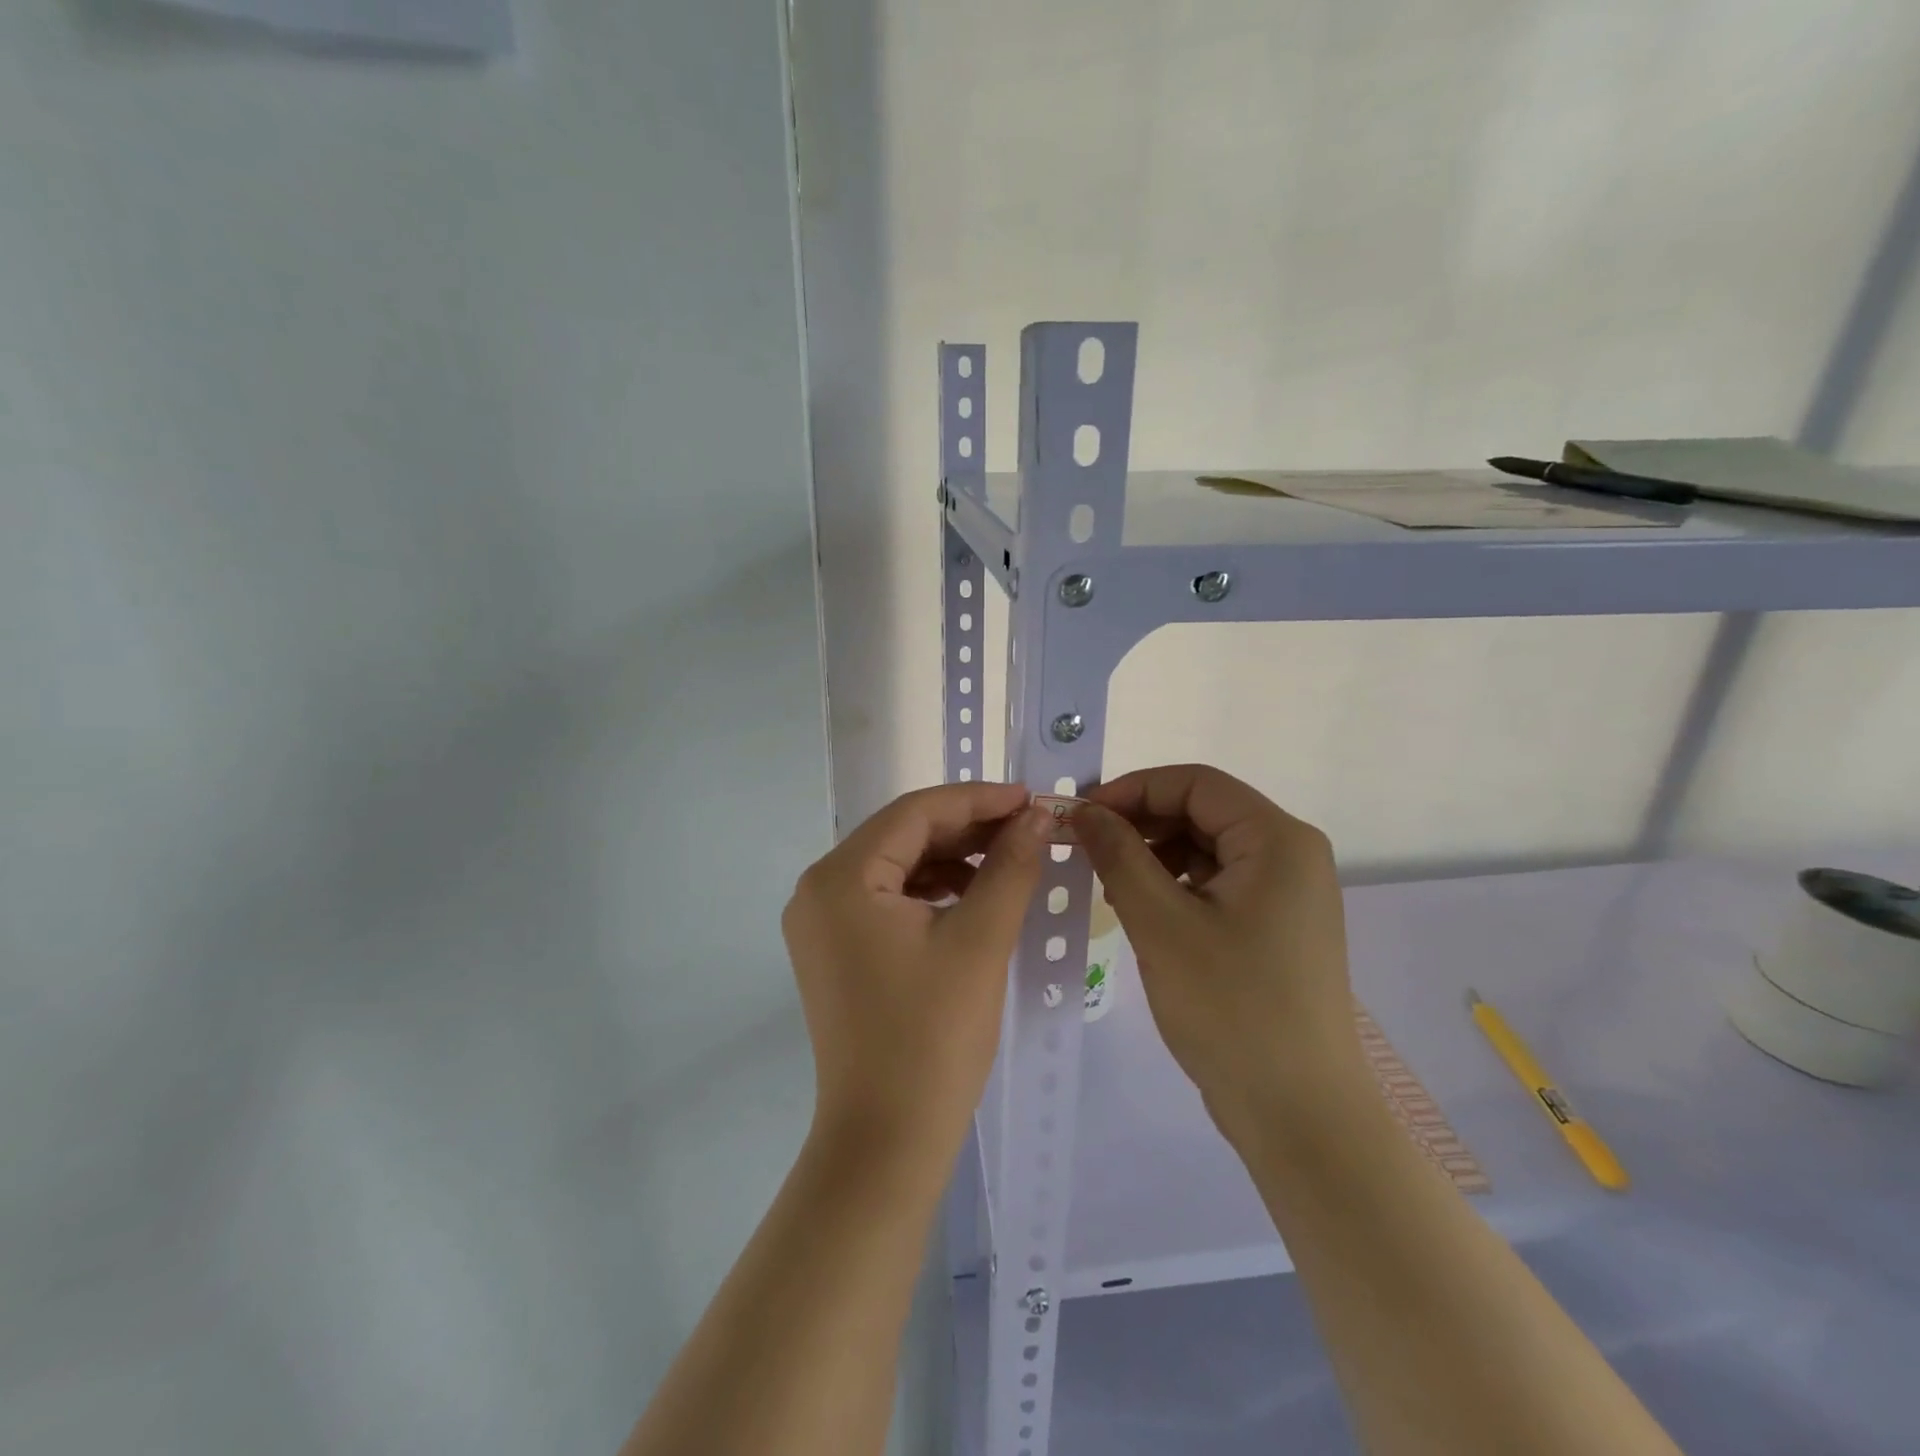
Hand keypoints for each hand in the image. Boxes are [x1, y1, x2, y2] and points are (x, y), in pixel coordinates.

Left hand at [782, 783, 1050, 1175]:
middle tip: (1027, 827)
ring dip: (952, 858)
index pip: (915, 812)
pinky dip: (932, 890)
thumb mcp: (980, 940)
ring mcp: (822, 923)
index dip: (977, 799)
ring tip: (1010, 859)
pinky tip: (974, 895)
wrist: (886, 1141)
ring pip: (896, 866)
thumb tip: (1036, 815)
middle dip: (967, 828)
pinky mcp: (835, 950)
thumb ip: (1010, 866)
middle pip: (902, 835)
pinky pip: (888, 899)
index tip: (1030, 797)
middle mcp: (819, 889)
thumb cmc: (934, 1036)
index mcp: (841, 877)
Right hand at [1074, 765, 1366, 1144]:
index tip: (1081, 814)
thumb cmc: (1231, 1009)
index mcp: (1278, 840)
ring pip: (1207, 849)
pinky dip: (1175, 886)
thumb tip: (1083, 809)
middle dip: (1141, 823)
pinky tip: (1143, 912)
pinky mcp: (1276, 926)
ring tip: (1109, 884)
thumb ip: (1119, 855)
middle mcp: (1291, 854)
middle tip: (1086, 849)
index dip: (1132, 789)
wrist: (1300, 1115)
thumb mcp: (1161, 924)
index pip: (1194, 784)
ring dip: (1154, 855)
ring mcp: (1287, 893)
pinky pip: (1217, 884)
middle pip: (1203, 812)